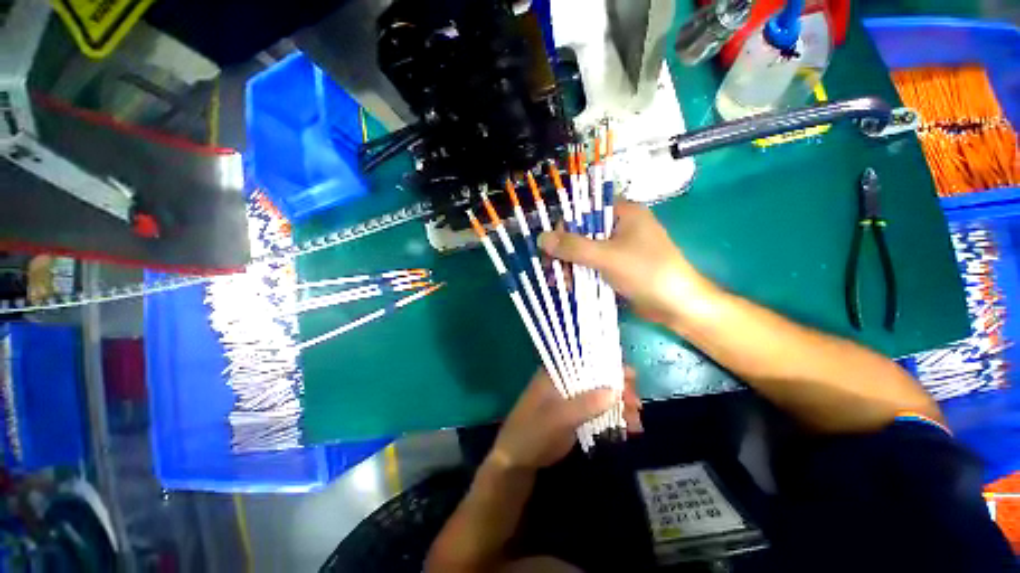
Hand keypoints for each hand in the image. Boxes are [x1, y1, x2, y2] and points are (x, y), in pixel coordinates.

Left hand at [489, 367, 642, 470]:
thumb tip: (616, 390)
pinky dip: (613, 418)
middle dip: (618, 390)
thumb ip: (586, 404)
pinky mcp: (575, 415)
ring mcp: (570, 399)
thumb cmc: (533, 432)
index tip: (630, 378)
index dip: (608, 365)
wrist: (517, 462)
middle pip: (596, 378)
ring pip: (600, 396)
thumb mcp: (558, 418)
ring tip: (636, 423)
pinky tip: (629, 429)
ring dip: (619, 406)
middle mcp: (565, 381)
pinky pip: (598, 412)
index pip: (585, 360)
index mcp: (555, 372)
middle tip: (636, 405)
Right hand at [538, 200, 718, 327]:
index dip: (566, 224)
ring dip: (570, 265)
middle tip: (551, 267)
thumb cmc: (646, 272)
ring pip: (585, 250)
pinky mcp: (617, 266)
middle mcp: (619, 226)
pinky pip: (592, 264)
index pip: (586, 208)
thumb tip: (541, 238)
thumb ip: (573, 247)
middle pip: (582, 231)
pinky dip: (580, 273)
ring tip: (559, 282)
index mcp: (623, 212)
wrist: (677, 305)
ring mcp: (618, 247)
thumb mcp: (607, 256)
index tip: (552, 244)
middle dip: (565, 250)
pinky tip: (569, 285)